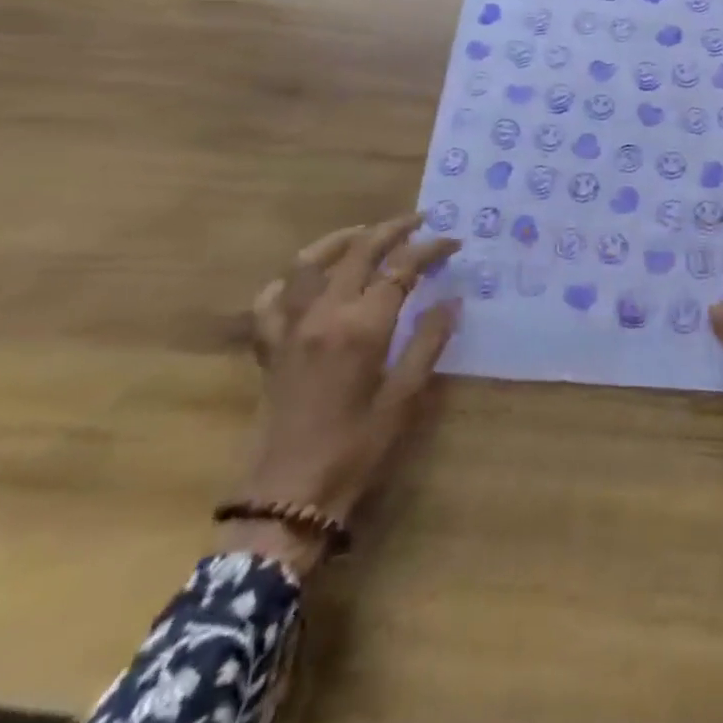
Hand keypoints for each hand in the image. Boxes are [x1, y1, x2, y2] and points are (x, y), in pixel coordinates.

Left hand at [224, 215, 459, 571]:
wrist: (286, 500)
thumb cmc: (354, 452)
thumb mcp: (403, 400)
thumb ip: (428, 344)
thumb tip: (451, 301)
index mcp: (361, 327)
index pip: (402, 268)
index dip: (430, 250)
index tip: (453, 243)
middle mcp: (324, 314)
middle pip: (359, 251)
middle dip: (393, 229)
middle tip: (419, 221)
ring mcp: (290, 327)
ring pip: (308, 262)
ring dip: (341, 240)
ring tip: (366, 234)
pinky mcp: (269, 347)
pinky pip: (271, 299)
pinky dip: (290, 281)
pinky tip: (308, 281)